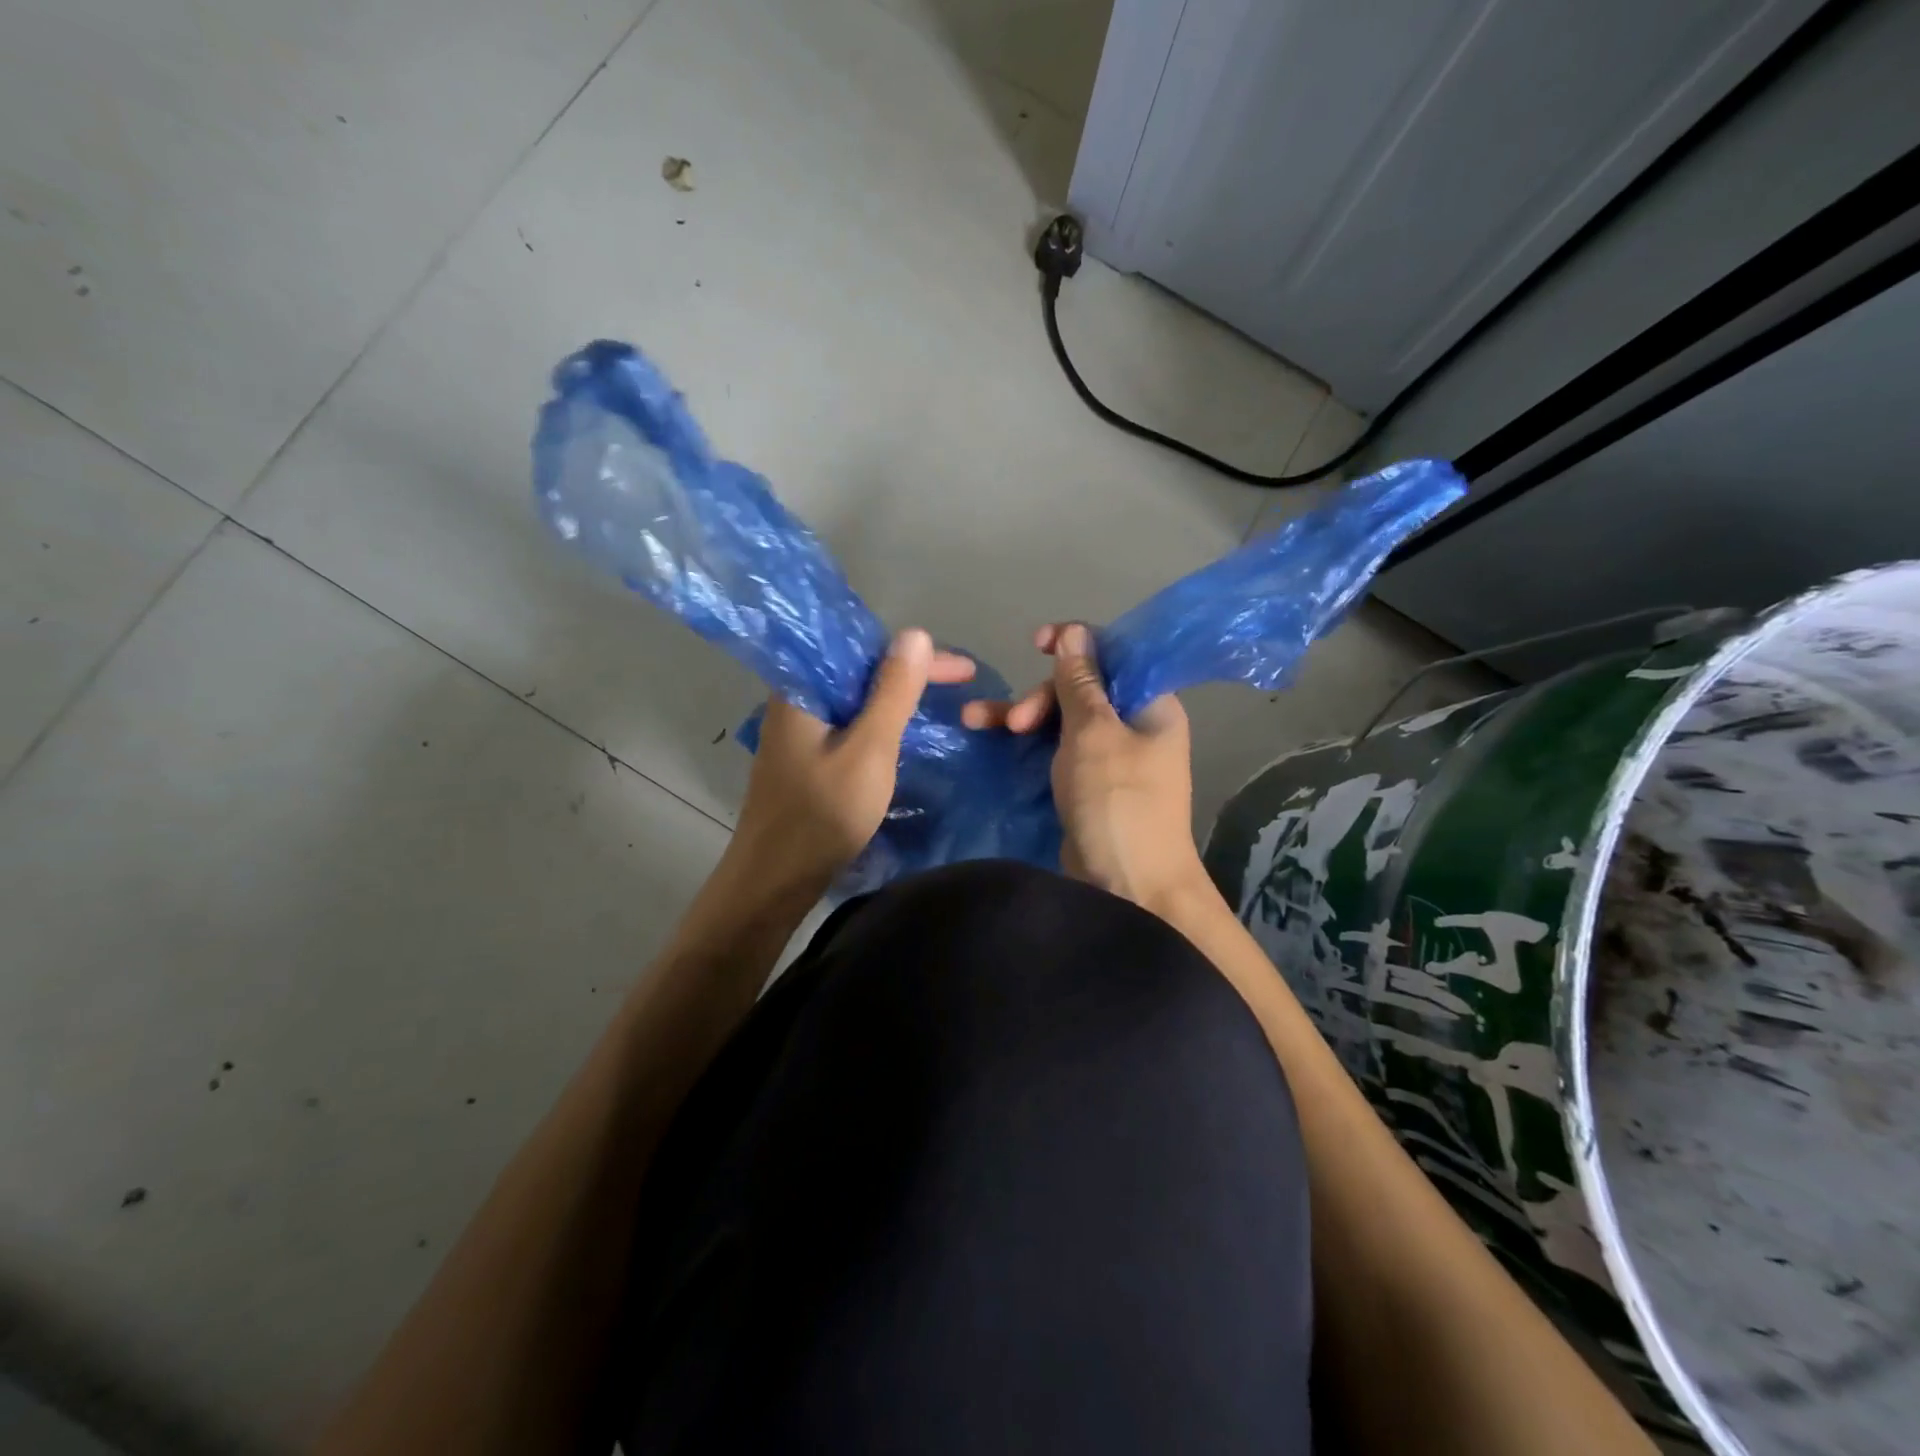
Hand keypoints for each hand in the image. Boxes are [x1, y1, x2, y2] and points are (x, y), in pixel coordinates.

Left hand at [728, 630, 974, 895]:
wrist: (774, 881)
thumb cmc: (821, 815)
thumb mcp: (868, 750)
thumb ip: (891, 693)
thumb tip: (914, 634)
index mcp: (803, 689)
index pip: (862, 648)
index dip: (916, 654)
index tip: (962, 670)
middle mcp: (797, 701)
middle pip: (859, 671)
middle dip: (911, 674)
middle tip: (962, 683)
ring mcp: (799, 733)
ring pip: (856, 700)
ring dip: (897, 699)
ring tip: (942, 703)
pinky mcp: (806, 759)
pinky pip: (849, 726)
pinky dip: (881, 724)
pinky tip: (905, 734)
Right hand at [964, 623, 1208, 912]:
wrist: (1129, 886)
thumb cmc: (1117, 801)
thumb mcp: (1094, 734)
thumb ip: (1080, 682)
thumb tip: (1075, 632)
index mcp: (1151, 704)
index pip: (1115, 655)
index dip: (1075, 644)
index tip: (1036, 643)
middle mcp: (1134, 725)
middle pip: (1081, 690)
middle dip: (1040, 696)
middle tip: (1015, 723)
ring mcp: (1109, 757)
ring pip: (1061, 721)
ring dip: (1022, 717)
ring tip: (975, 721)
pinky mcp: (1086, 784)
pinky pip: (1055, 750)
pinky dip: (1027, 744)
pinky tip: (992, 739)